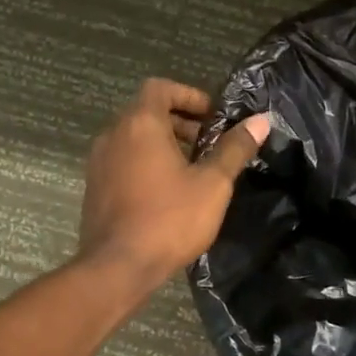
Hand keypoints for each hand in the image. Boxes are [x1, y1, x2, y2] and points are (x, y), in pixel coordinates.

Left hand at [77, 78, 270, 291]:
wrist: (117, 267)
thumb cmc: (169, 219)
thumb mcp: (213, 183)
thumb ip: (234, 148)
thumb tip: (261, 120)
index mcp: (140, 124)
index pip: (160, 87)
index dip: (189, 95)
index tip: (213, 116)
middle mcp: (113, 135)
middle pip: (147, 112)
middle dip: (180, 121)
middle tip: (209, 143)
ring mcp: (99, 162)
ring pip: (134, 138)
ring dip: (163, 144)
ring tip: (193, 169)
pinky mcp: (94, 188)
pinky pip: (123, 160)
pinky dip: (145, 162)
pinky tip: (168, 192)